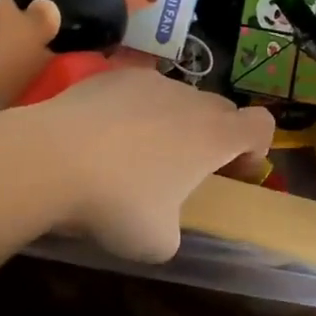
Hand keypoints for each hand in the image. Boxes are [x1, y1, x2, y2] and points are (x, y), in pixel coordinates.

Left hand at [0, 69, 274, 264]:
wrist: (53, 156)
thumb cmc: (117, 202)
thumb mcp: (158, 241)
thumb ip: (176, 225)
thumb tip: (164, 220)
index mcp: (213, 135)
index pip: (262, 124)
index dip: (256, 148)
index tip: (233, 173)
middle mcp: (190, 98)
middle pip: (220, 109)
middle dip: (213, 137)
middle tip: (185, 171)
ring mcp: (151, 80)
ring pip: (178, 98)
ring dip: (172, 122)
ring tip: (135, 155)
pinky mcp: (114, 74)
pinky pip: (140, 91)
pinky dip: (135, 110)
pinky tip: (103, 137)